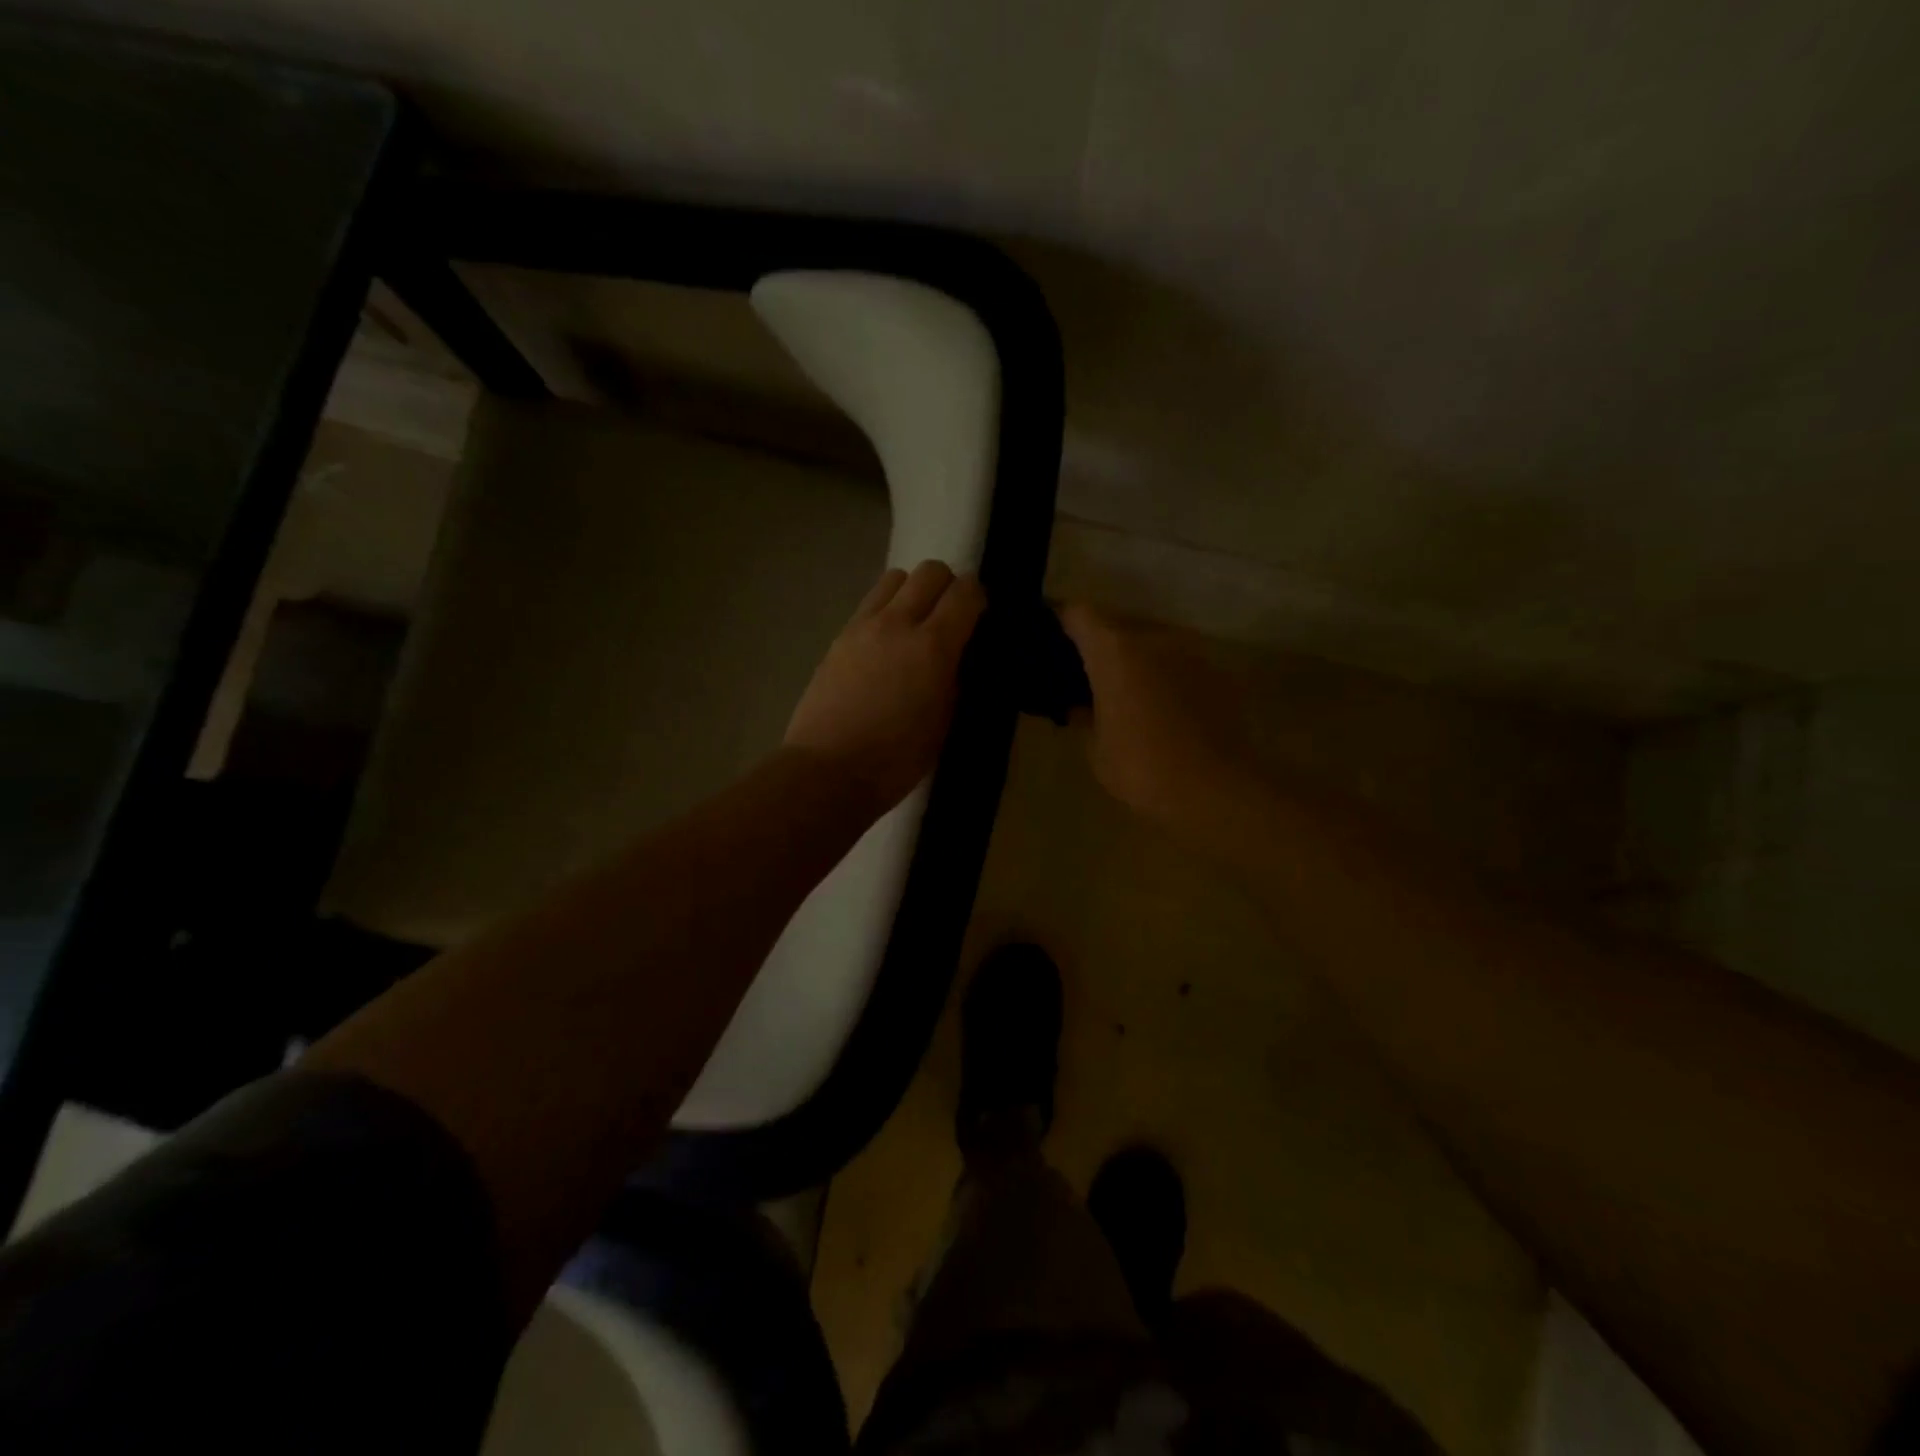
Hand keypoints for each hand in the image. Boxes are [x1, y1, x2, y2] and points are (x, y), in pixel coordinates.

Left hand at [785, 561, 986, 813]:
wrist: (828, 771)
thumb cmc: (895, 759)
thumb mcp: (943, 724)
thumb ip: (954, 681)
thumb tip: (956, 659)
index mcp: (932, 646)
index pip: (966, 593)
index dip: (979, 599)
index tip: (980, 618)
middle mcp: (897, 623)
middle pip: (930, 571)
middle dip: (947, 586)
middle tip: (950, 618)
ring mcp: (862, 627)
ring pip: (894, 578)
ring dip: (912, 592)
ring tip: (914, 626)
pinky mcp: (838, 638)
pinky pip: (869, 604)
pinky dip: (886, 611)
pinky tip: (886, 645)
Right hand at [1059, 603, 1256, 832]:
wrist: (1217, 790)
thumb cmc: (1142, 768)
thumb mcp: (1096, 749)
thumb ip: (1084, 717)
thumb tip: (1079, 706)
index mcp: (1114, 651)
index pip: (1079, 614)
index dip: (1063, 621)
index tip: (1054, 639)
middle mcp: (1153, 638)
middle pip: (1118, 624)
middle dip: (1102, 644)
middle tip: (1090, 674)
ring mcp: (1191, 651)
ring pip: (1153, 642)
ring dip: (1138, 659)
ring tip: (1129, 691)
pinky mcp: (1218, 671)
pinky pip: (1180, 663)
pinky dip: (1166, 675)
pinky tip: (1163, 707)